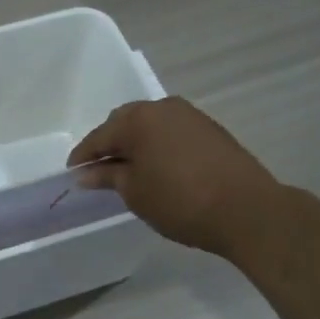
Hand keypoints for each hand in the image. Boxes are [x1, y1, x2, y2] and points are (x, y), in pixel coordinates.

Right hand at [68, 97, 280, 257]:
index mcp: (138, 119)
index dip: (83, 157)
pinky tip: (158, 168)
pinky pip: (172, 133)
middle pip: (125, 123)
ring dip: (136, 144)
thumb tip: (87, 173)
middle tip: (100, 172)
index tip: (73, 174)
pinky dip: (158, 147)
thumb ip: (108, 177)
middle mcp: (163, 108)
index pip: (99, 136)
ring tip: (129, 171)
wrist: (247, 210)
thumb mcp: (135, 192)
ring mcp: (190, 116)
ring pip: (150, 126)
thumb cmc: (180, 201)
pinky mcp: (210, 129)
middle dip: (110, 145)